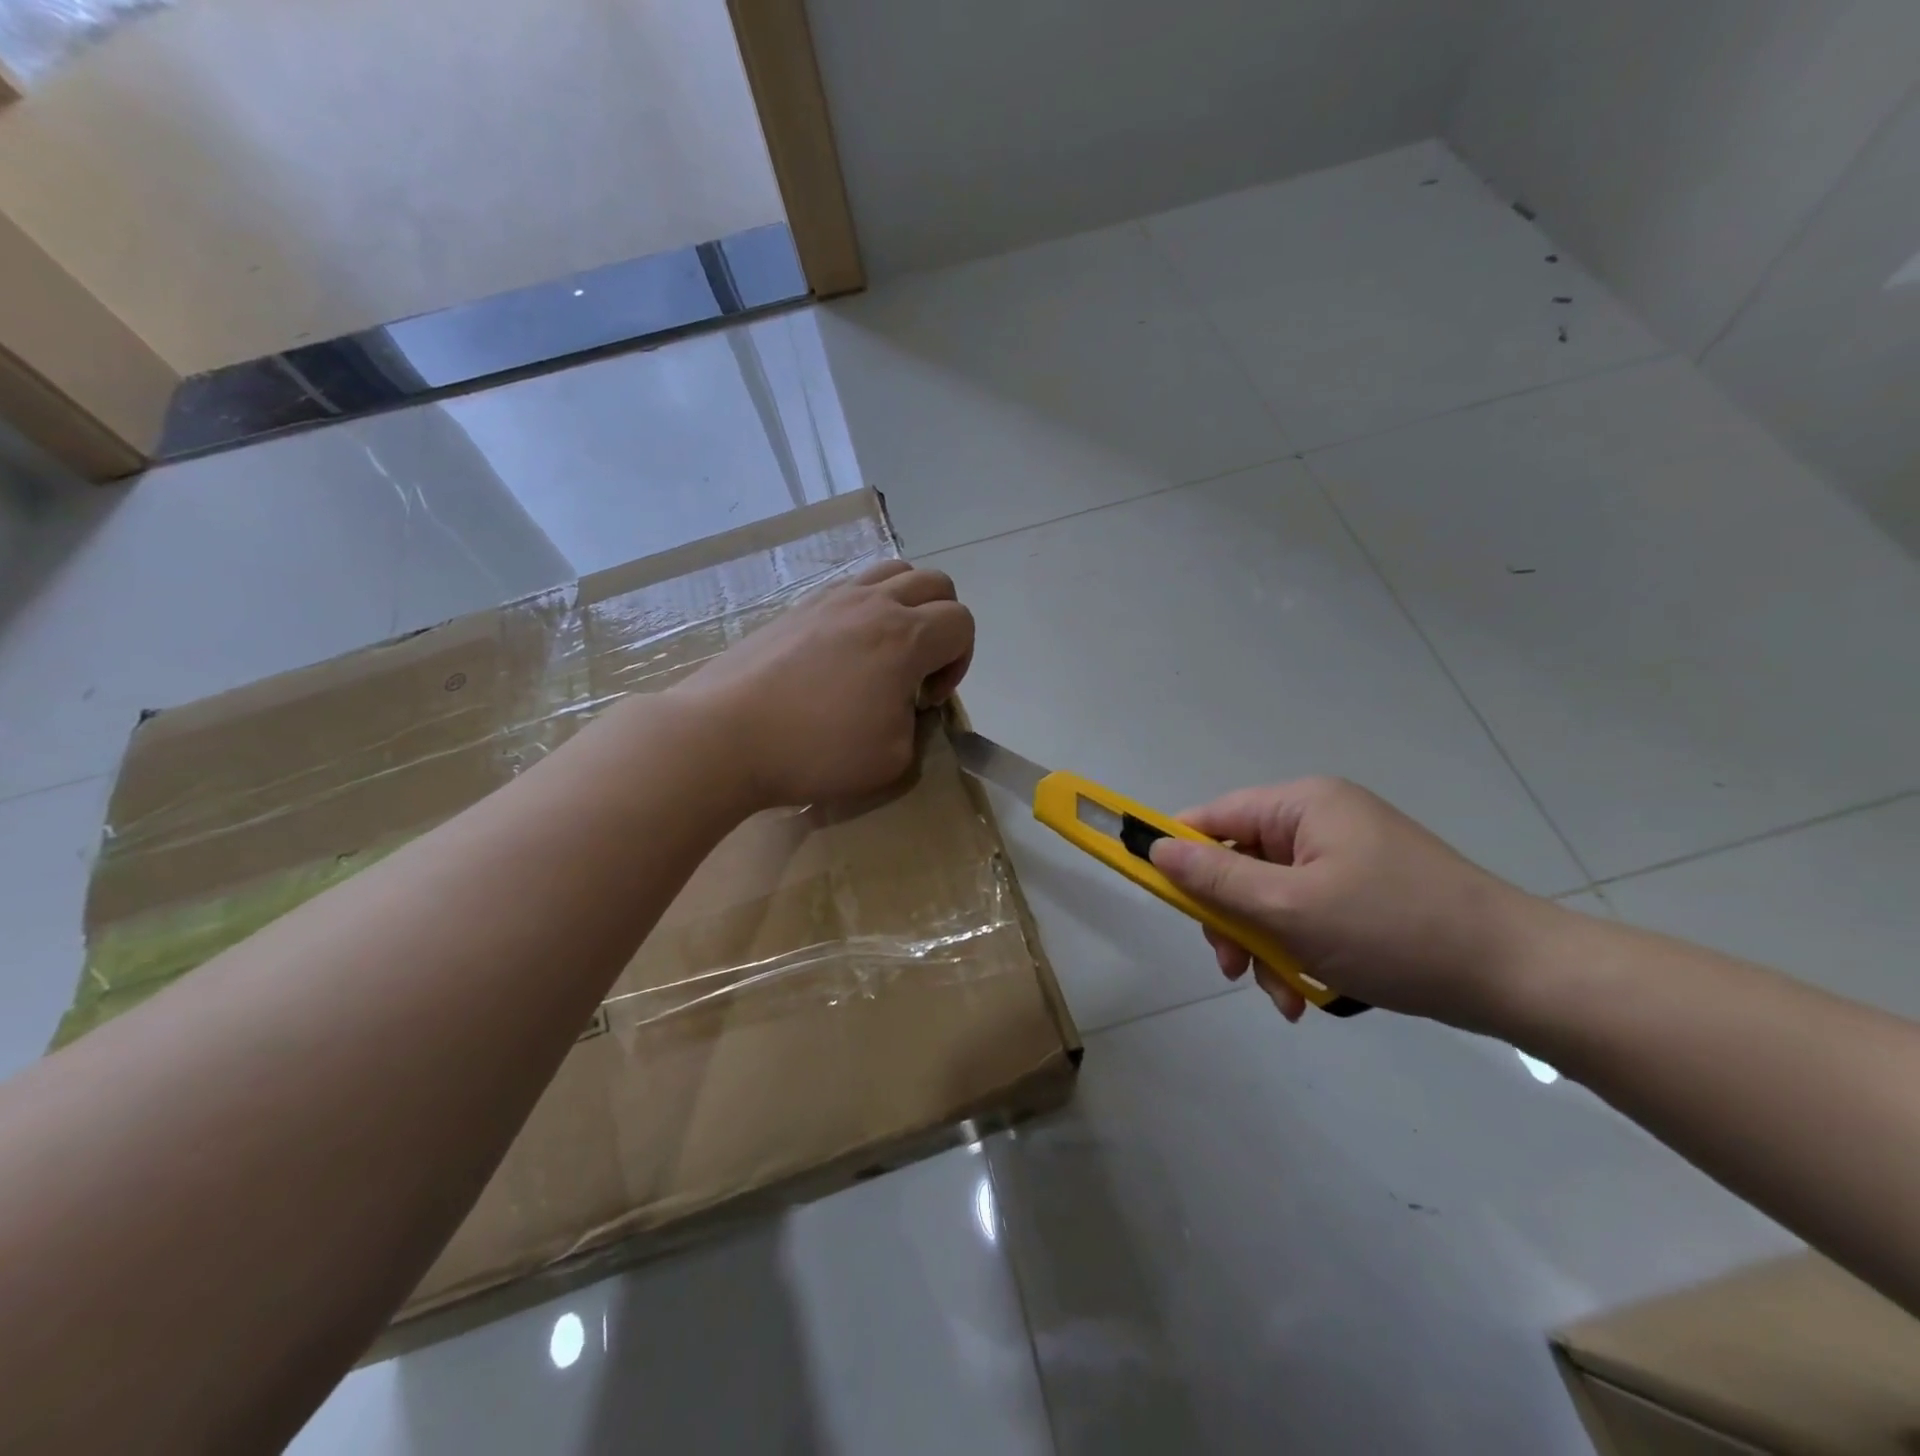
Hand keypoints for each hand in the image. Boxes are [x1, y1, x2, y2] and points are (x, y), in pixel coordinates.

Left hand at [676, 559, 973, 808]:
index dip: (960, 662)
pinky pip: (850, 587)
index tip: (928, 699)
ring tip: (886, 650)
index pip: (962, 623)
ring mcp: (831, 599)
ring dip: (907, 605)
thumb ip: (916, 725)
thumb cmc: (816, 751)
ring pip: (893, 572)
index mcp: (905, 637)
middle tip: (918, 669)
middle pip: (936, 584)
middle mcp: (873, 604)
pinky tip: (844, 651)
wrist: (725, 735)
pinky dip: (866, 607)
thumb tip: (904, 703)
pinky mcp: (798, 607)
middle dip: (944, 624)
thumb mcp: (893, 760)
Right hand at [1148, 778, 1556, 1028]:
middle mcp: (1321, 821)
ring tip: (1281, 996)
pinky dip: (1297, 950)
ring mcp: (1346, 857)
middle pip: (1241, 862)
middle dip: (1231, 919)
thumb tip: (1156, 848)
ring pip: (1271, 897)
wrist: (1518, 976)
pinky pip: (1307, 914)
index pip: (1214, 817)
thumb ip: (1215, 878)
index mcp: (1302, 805)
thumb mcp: (1289, 908)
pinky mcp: (1366, 892)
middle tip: (1232, 968)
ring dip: (1264, 946)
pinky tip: (1307, 994)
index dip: (1178, 854)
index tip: (1162, 900)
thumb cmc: (1393, 931)